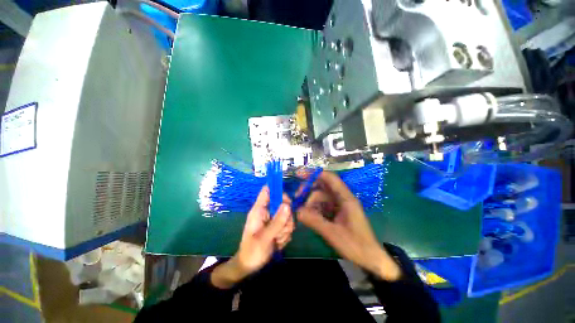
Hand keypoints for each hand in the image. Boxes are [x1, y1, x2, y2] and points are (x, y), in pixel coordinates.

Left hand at [211, 186, 293, 288]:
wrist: (249, 267)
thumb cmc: (252, 251)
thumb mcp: (264, 238)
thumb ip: (277, 222)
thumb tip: (287, 205)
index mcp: (259, 210)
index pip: (268, 191)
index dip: (278, 191)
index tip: (287, 202)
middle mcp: (267, 212)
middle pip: (283, 203)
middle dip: (286, 218)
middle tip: (281, 231)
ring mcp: (272, 219)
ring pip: (287, 216)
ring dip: (286, 229)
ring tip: (277, 240)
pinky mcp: (277, 226)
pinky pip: (288, 225)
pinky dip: (286, 235)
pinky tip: (278, 243)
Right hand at [297, 171, 400, 280]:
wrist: (370, 259)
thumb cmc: (355, 245)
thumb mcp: (332, 233)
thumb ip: (314, 221)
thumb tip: (297, 211)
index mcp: (346, 199)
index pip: (330, 179)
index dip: (315, 174)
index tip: (300, 175)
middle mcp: (343, 199)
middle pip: (323, 187)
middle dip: (309, 190)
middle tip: (297, 197)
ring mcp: (340, 206)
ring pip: (322, 197)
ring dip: (311, 202)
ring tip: (302, 212)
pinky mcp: (338, 213)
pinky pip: (324, 206)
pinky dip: (315, 209)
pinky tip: (308, 216)